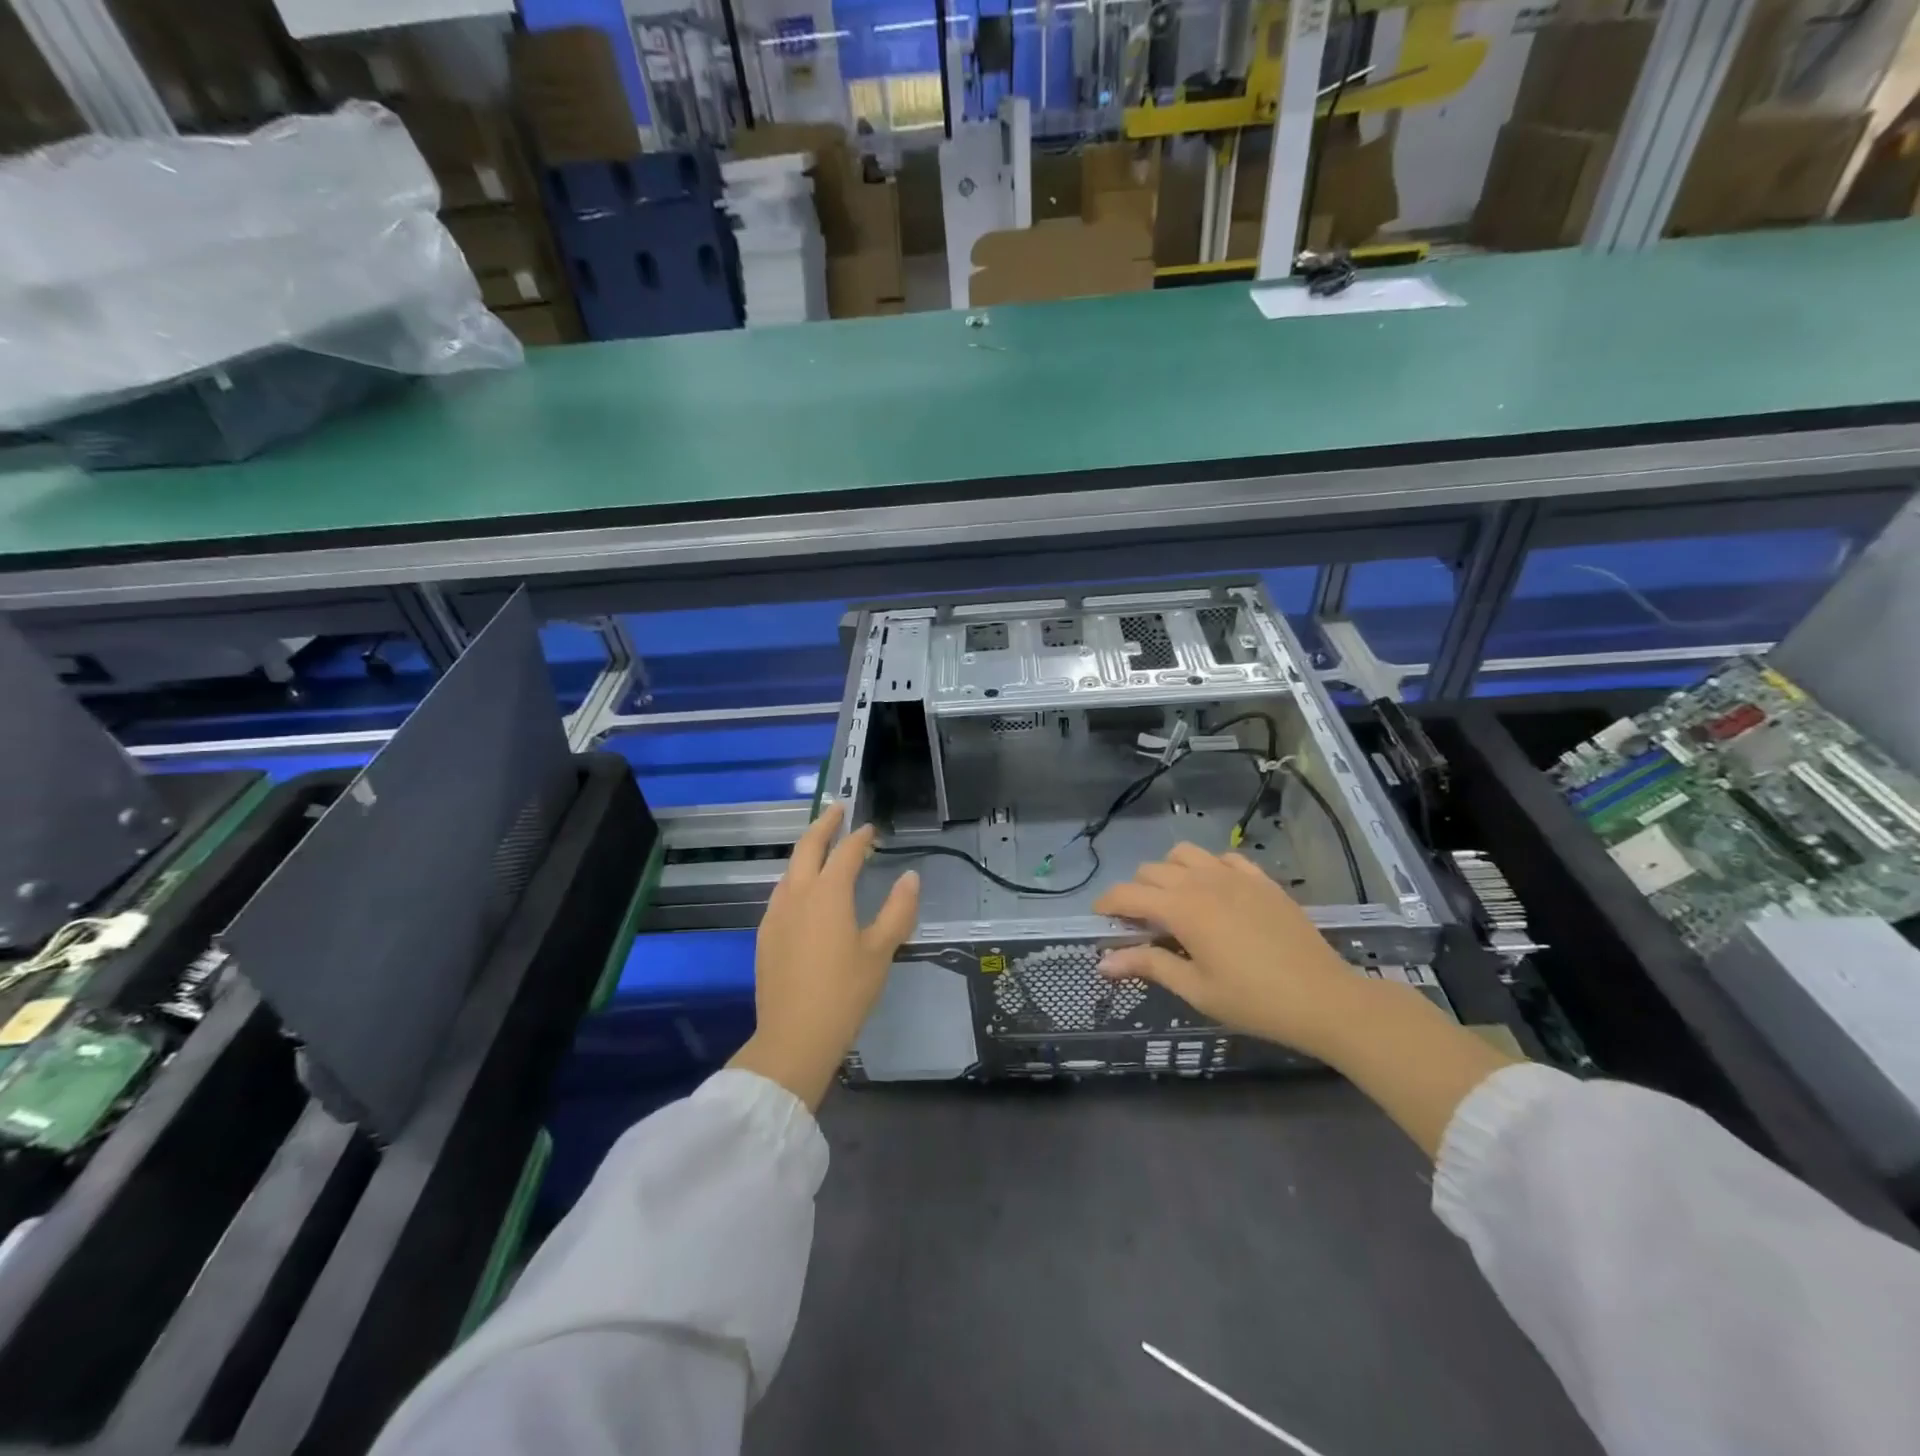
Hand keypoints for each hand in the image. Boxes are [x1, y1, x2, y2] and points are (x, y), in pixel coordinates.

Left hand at [728, 803, 919, 1109]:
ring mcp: (776, 913)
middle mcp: (797, 894)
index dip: (861, 837)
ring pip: (790, 869)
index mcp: (828, 893)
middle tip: (839, 809)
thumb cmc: (845, 992)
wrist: (794, 1037)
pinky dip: (796, 877)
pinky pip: (782, 892)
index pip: (847, 852)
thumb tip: (911, 877)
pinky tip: (805, 891)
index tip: (871, 829)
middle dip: (824, 824)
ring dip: (807, 851)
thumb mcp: (881, 951)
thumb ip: (898, 910)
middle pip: (808, 847)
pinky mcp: (766, 934)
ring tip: (823, 847)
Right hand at [1094, 843, 1363, 1057]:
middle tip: (1140, 924)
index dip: (1106, 905)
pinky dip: (1208, 867)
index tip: (1100, 922)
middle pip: (1151, 871)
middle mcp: (1201, 881)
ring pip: (1183, 854)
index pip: (1126, 894)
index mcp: (1181, 908)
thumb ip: (1148, 965)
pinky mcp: (1260, 879)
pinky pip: (1222, 857)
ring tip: (1176, 902)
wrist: (1324, 998)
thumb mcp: (1195, 989)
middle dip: (1136, 892)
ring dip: (1169, 872)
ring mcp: (1234, 875)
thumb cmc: (1253, 1000)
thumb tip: (1102, 962)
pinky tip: (1215, 892)